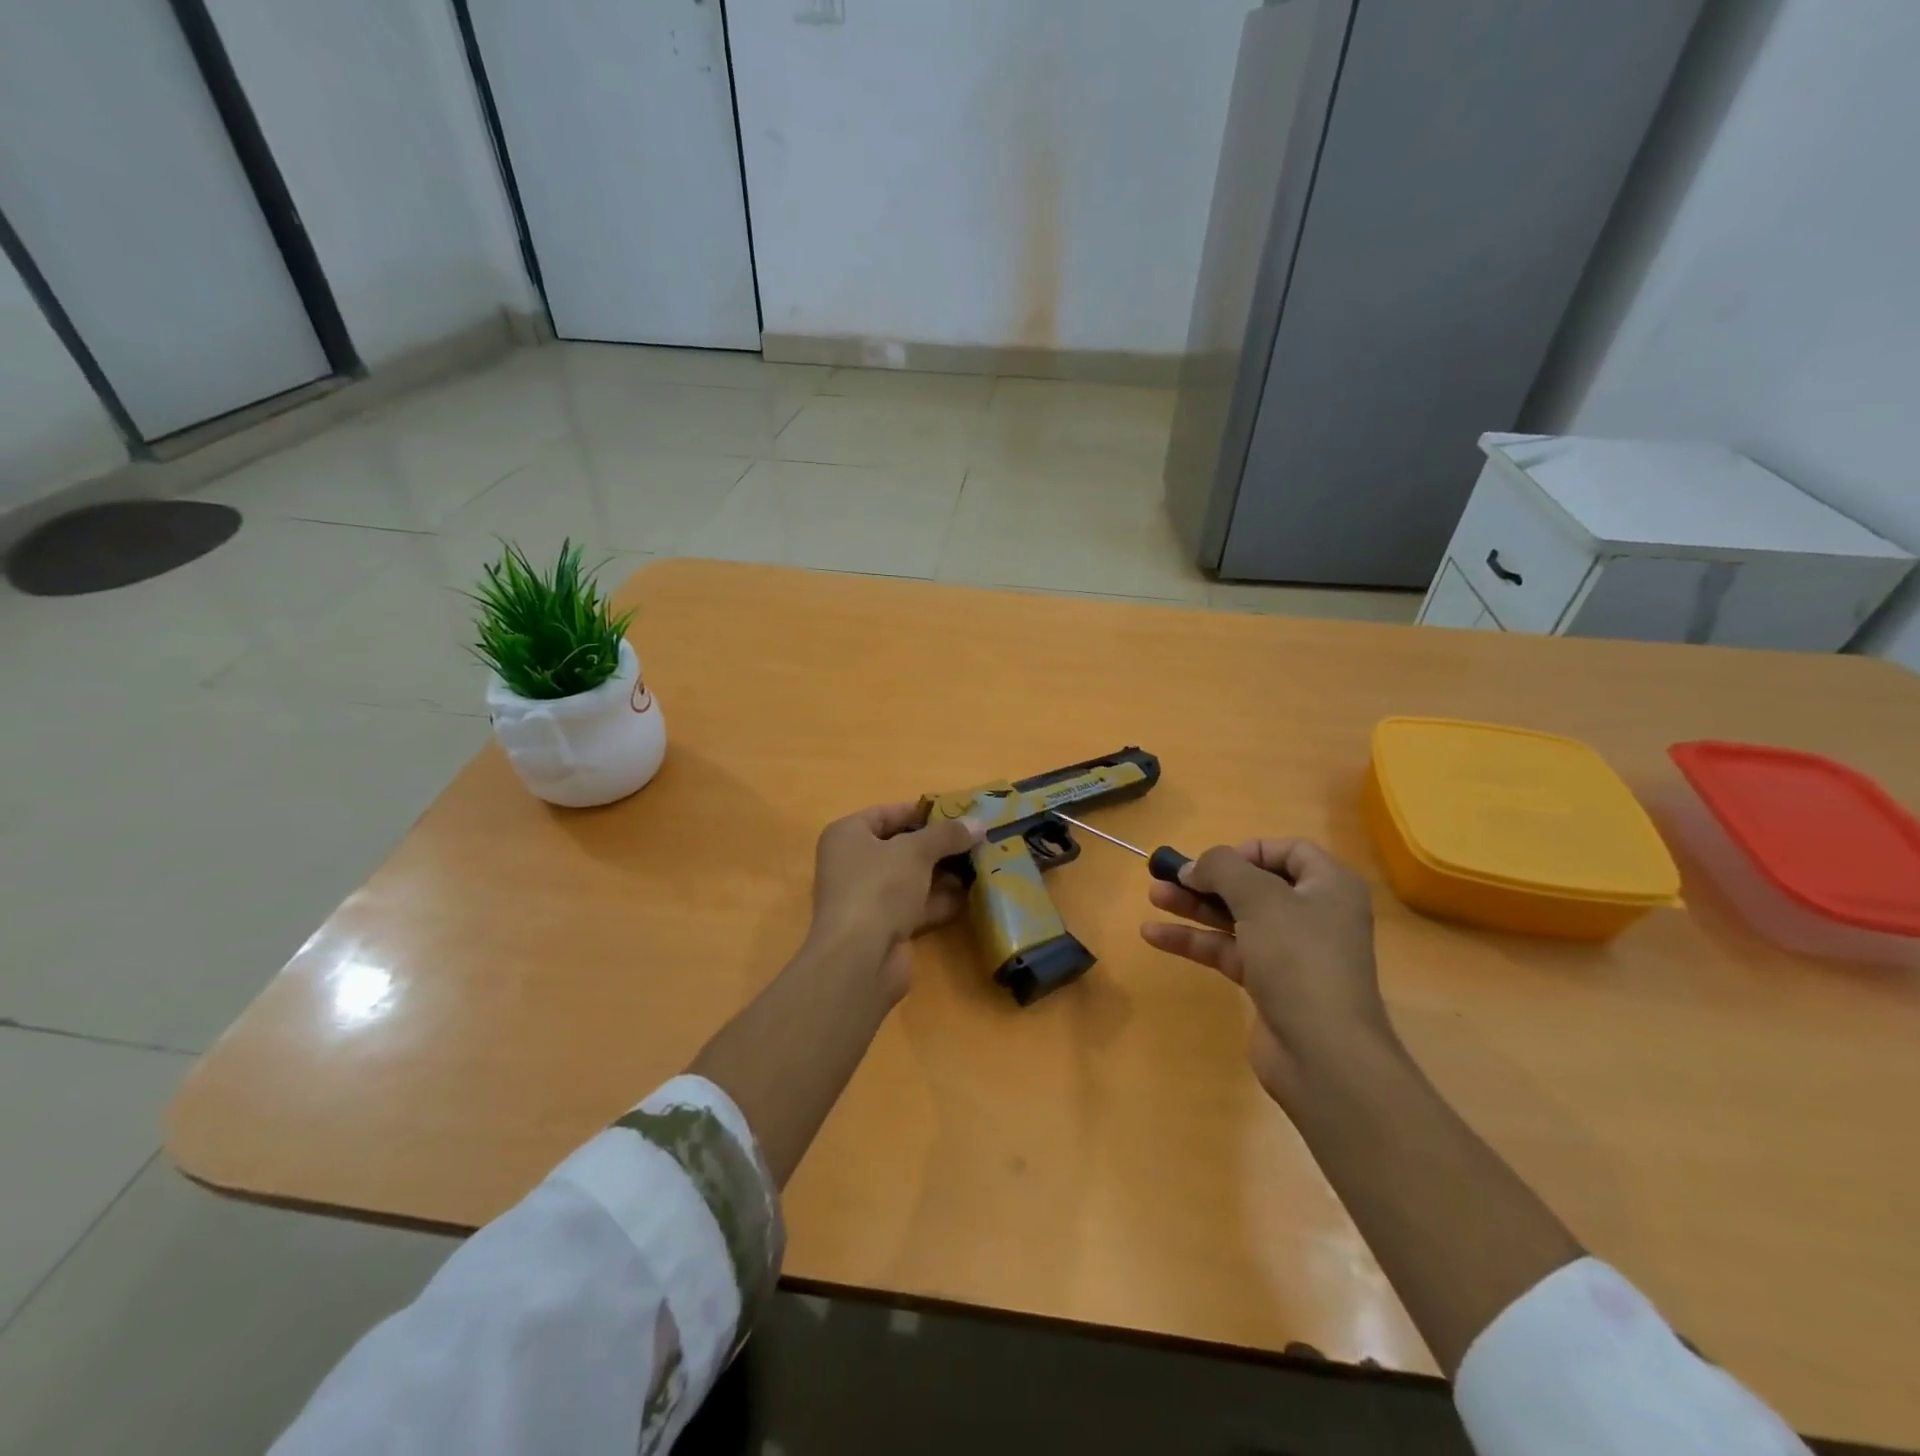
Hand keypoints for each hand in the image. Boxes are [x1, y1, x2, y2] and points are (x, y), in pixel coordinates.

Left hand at [807, 802, 981, 999]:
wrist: (859, 959)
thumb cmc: (879, 888)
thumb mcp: (916, 852)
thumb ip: (947, 835)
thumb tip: (978, 823)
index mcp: (848, 835)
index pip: (886, 813)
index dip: (922, 812)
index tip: (958, 813)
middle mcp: (852, 863)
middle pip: (901, 846)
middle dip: (938, 845)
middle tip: (976, 840)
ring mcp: (867, 897)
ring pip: (910, 878)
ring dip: (942, 873)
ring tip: (981, 864)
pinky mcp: (882, 927)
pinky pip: (915, 905)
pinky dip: (939, 901)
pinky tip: (971, 896)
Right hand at [1141, 838, 1391, 1106]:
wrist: (1323, 1054)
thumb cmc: (1299, 959)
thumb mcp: (1259, 899)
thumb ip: (1222, 869)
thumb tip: (1193, 867)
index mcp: (1328, 887)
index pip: (1289, 851)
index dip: (1248, 850)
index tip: (1212, 862)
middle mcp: (1314, 915)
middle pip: (1254, 885)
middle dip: (1208, 879)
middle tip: (1167, 875)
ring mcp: (1291, 952)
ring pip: (1236, 918)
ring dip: (1194, 906)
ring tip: (1153, 896)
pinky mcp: (1269, 983)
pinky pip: (1227, 950)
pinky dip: (1194, 941)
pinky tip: (1154, 935)